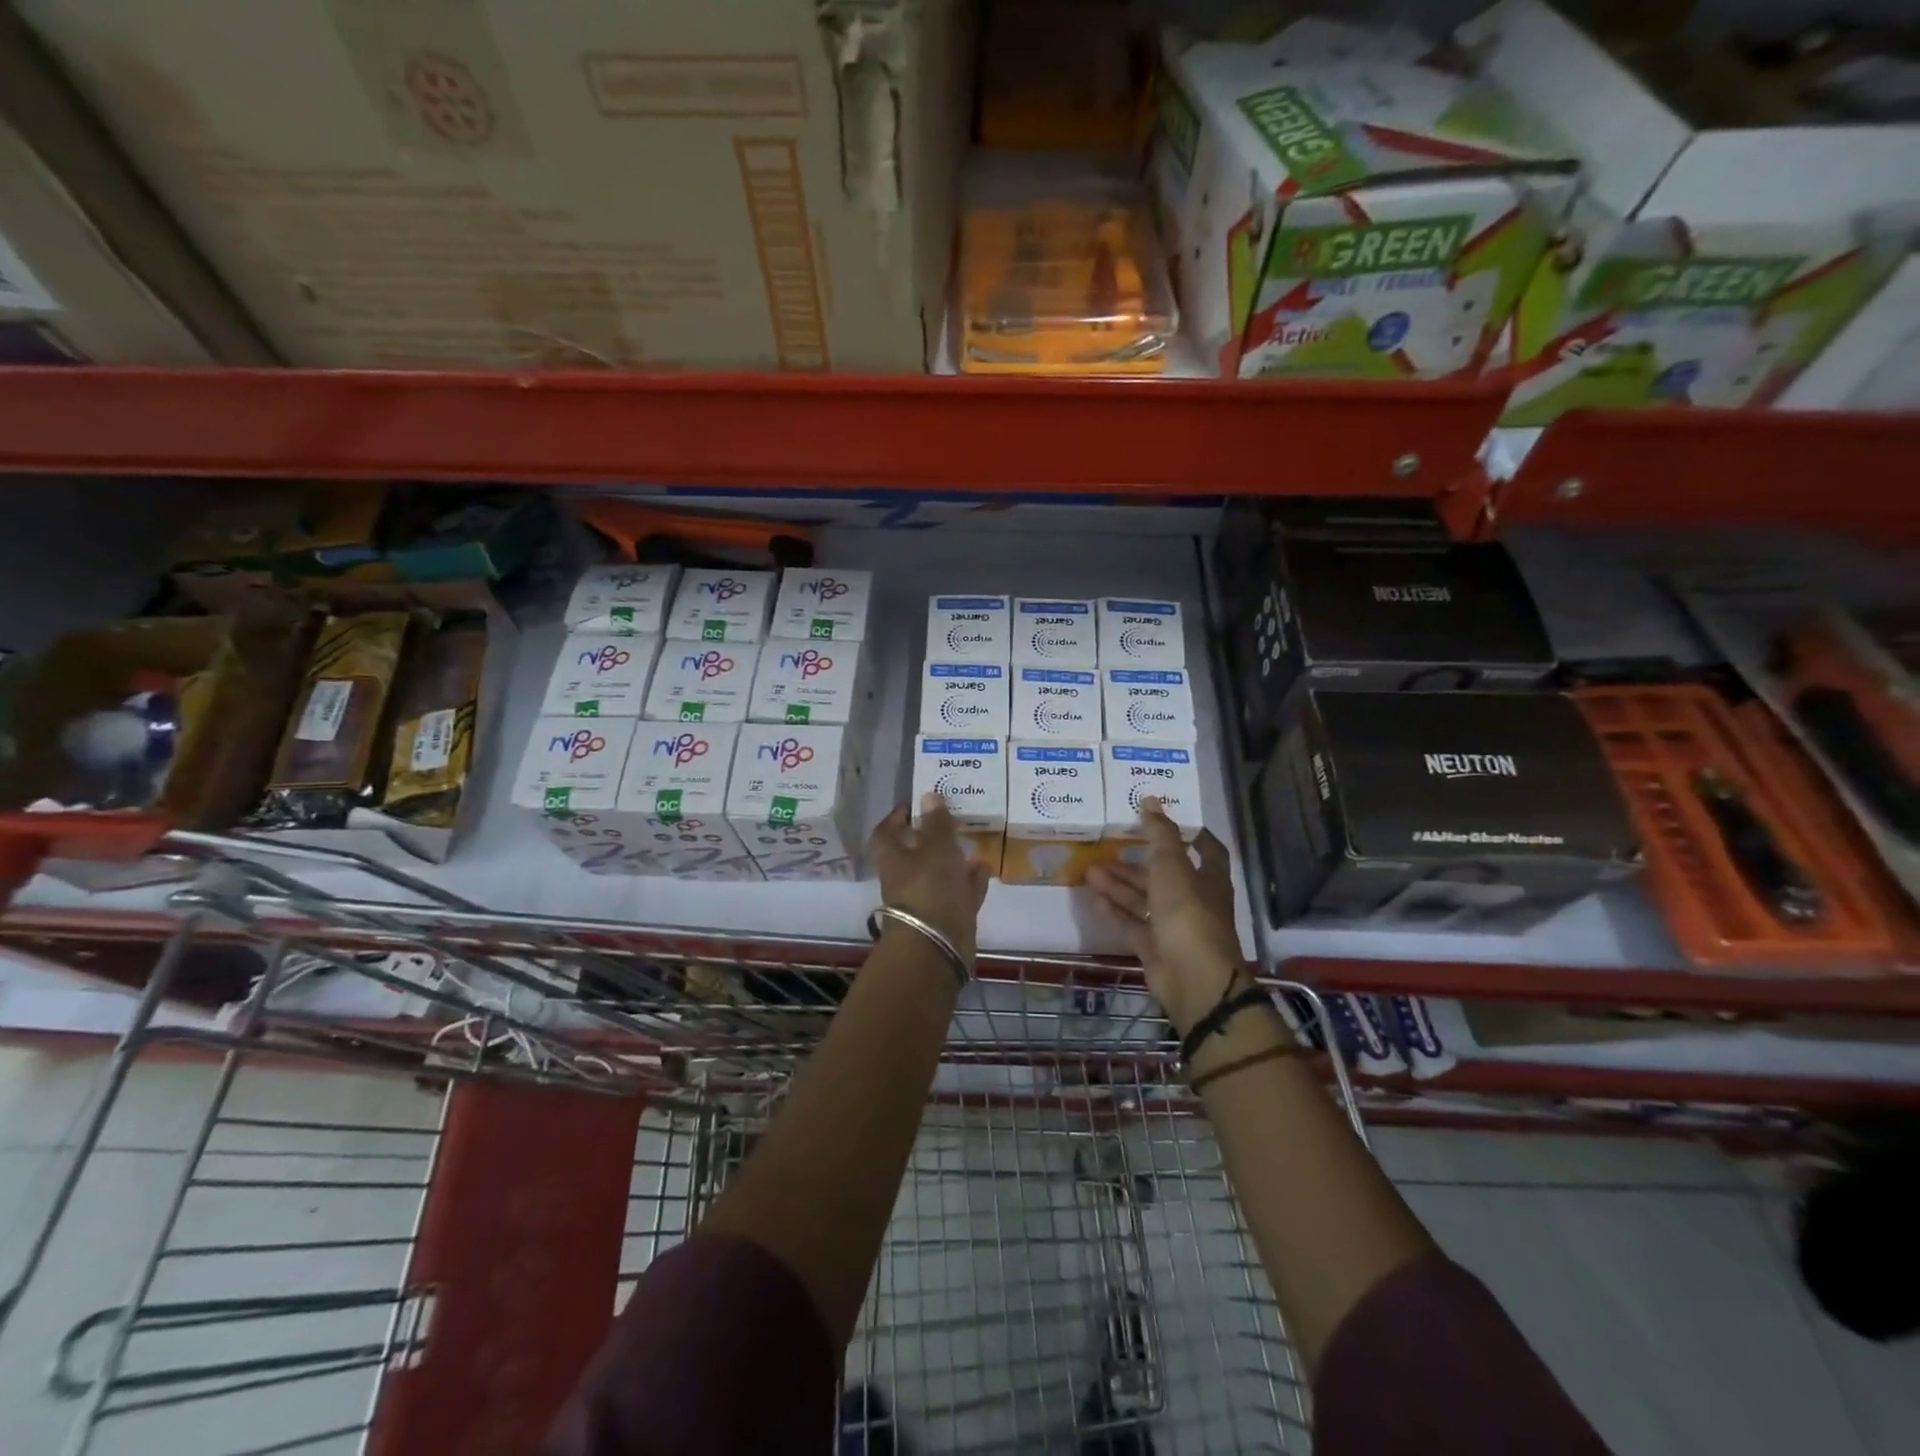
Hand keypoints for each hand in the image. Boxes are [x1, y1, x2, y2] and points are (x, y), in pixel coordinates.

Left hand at [870, 793, 989, 963]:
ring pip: (939, 872)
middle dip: (932, 836)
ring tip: (972, 839)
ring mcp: (927, 899)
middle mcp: (906, 878)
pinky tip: (985, 866)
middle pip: (915, 852)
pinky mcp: (948, 916)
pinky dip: (970, 880)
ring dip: (954, 858)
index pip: (887, 832)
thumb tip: (928, 796)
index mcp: (894, 859)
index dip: (898, 817)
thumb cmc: (930, 888)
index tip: (914, 804)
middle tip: (952, 818)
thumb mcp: (937, 848)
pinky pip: (959, 892)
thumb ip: (936, 823)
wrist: (938, 946)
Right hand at [1086, 799, 1248, 1036]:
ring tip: (1089, 871)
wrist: (1192, 979)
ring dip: (1119, 885)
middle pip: (1163, 876)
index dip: (1189, 834)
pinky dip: (1114, 913)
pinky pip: (1132, 926)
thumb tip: (1151, 799)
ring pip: (1144, 900)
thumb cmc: (1188, 914)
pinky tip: (1093, 899)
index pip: (1205, 850)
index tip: (1163, 820)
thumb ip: (1160, 834)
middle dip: (1136, 862)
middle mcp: (1193, 901)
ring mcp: (1174, 927)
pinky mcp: (1155, 949)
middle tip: (1107, 847)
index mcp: (1208, 880)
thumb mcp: (1172, 867)